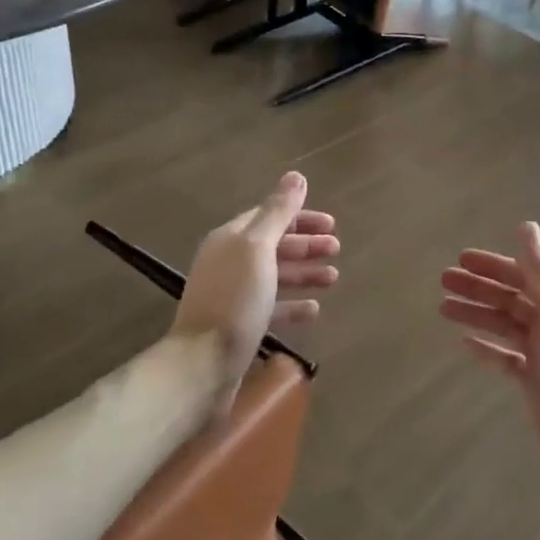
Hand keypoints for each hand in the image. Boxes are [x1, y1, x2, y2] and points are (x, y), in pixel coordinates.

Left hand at [171, 172, 338, 406]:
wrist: (202, 363)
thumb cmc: (234, 299)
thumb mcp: (258, 248)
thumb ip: (278, 212)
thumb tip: (296, 176)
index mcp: (231, 239)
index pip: (268, 216)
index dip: (300, 216)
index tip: (331, 223)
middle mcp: (230, 262)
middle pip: (273, 245)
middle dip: (305, 244)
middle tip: (337, 249)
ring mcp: (234, 295)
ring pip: (275, 276)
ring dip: (304, 273)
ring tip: (333, 278)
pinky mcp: (240, 325)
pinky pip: (272, 307)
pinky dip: (293, 304)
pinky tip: (314, 309)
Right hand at [439, 222, 539, 504]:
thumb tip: (527, 225)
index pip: (524, 275)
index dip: (493, 265)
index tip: (461, 258)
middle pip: (510, 299)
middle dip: (478, 288)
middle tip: (443, 280)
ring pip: (504, 326)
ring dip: (475, 314)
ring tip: (443, 309)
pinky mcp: (534, 382)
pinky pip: (505, 358)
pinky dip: (486, 348)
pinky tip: (464, 343)